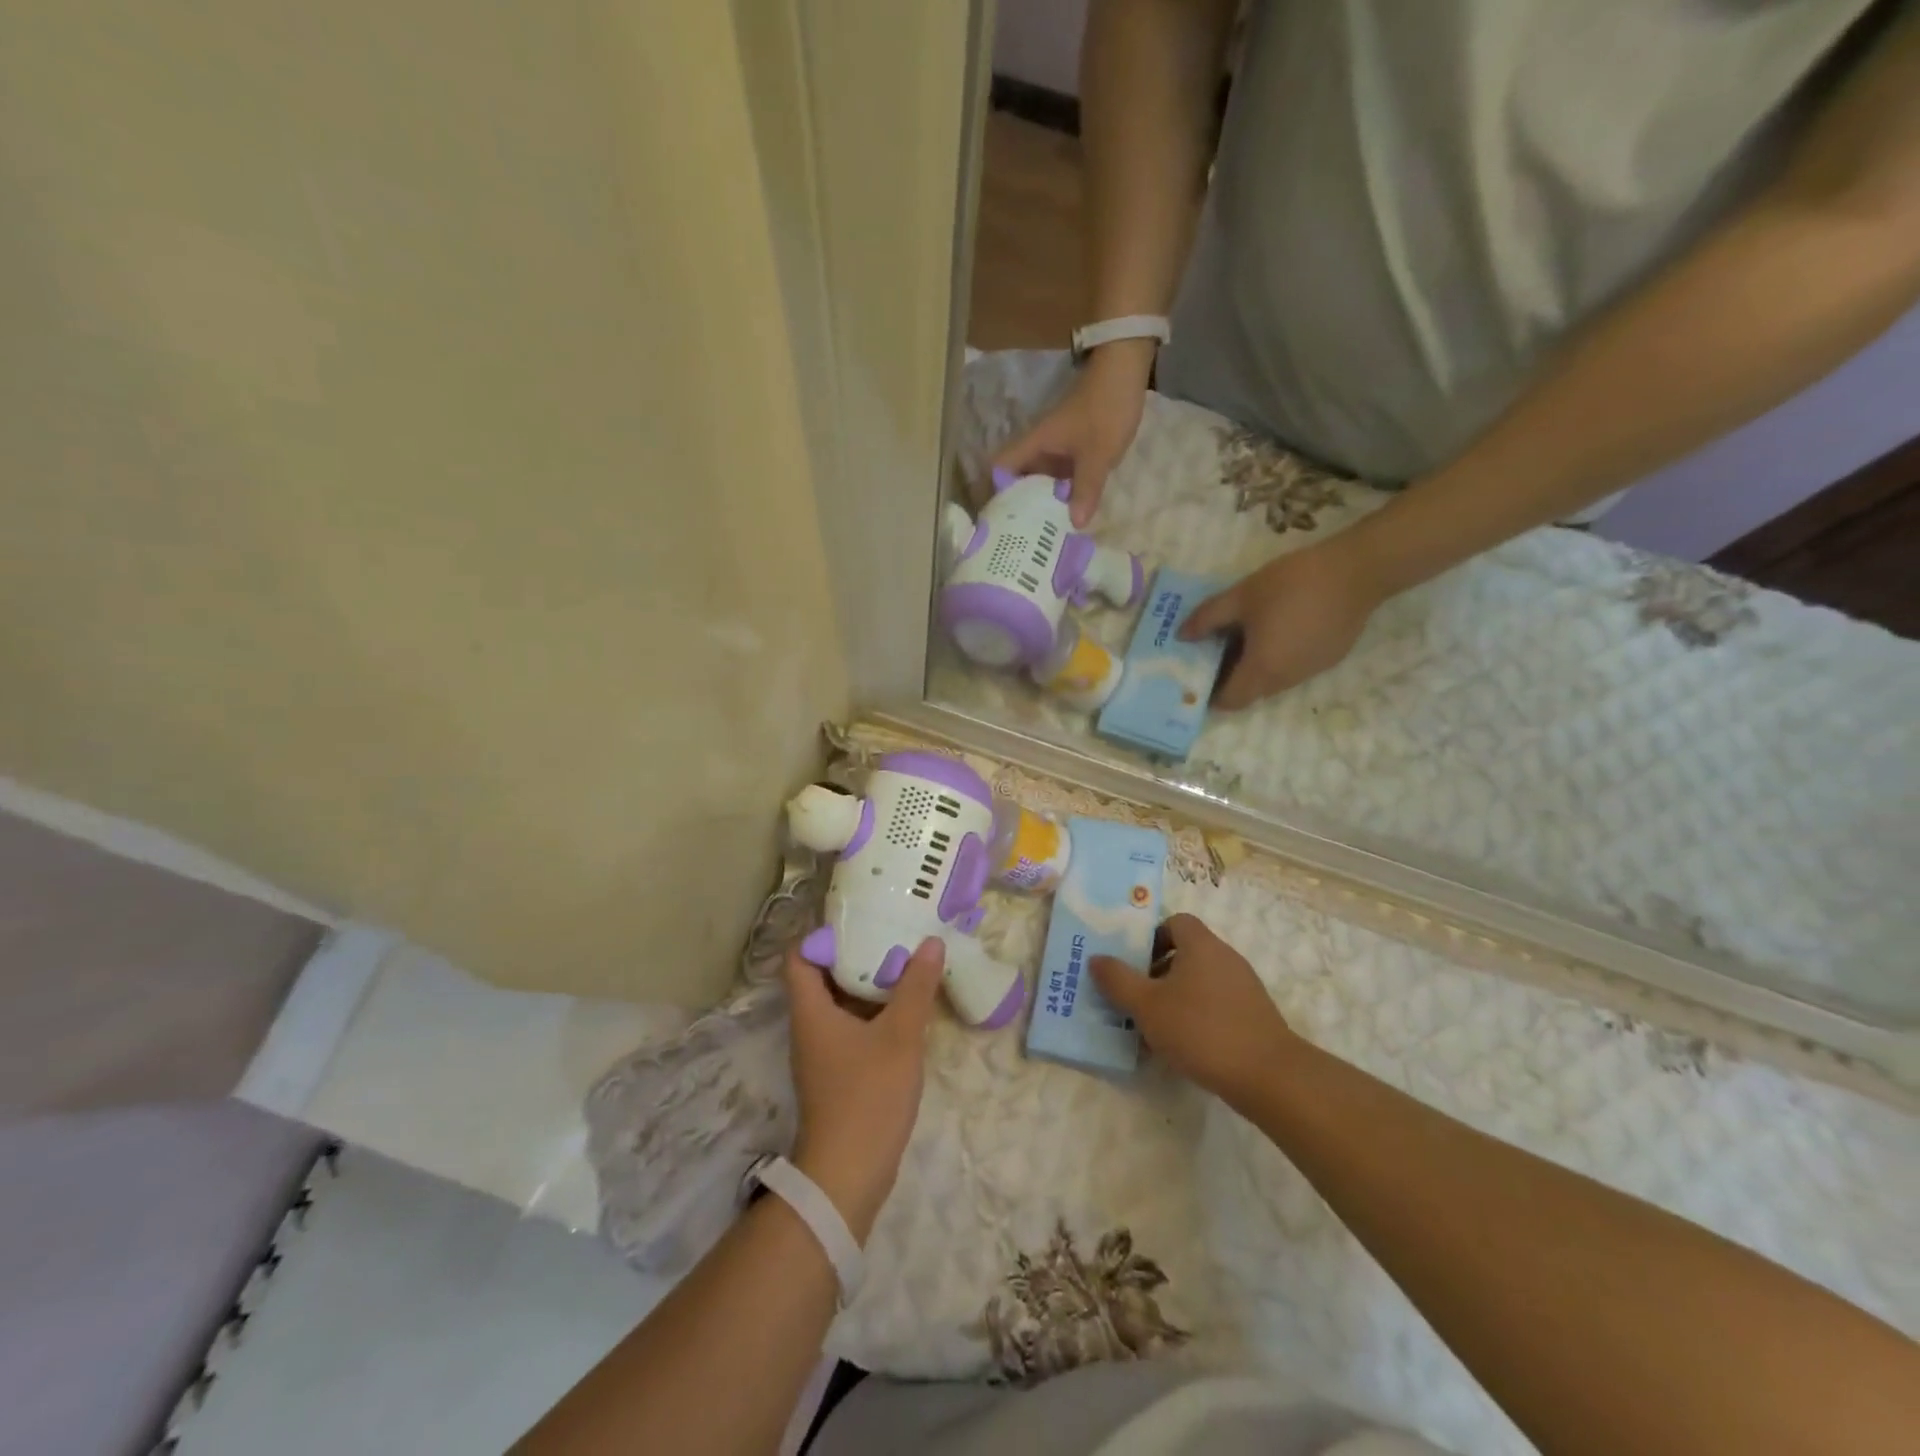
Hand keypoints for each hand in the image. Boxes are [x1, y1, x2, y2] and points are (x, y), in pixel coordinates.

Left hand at [781, 938, 943, 1239]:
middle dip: (856, 953)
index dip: (823, 934)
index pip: (799, 957)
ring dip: (868, 983)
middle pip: (823, 976)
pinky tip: (906, 1007)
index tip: (859, 918)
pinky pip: (852, 1027)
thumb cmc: (868, 1096)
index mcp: (811, 1011)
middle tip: (891, 932)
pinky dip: (874, 1011)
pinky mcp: (838, 1073)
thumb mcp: (899, 1036)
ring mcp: (823, 1052)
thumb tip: (931, 942)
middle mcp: (810, 1026)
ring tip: (904, 961)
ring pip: (841, 1003)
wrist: (848, 1175)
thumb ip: (916, 987)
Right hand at [992, 340, 1154, 526]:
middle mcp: (1038, 447)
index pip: (1000, 468)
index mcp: (1034, 445)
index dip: (994, 492)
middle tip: (1023, 537)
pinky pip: (1058, 475)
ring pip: (1039, 479)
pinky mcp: (1071, 448)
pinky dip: (1059, 492)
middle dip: (1019, 506)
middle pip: (1018, 479)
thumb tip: (1075, 525)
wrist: (1125, 369)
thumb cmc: (1106, 409)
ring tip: (1043, 531)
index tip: (999, 520)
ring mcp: (1055, 447)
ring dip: (1041, 501)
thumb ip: (1086, 490)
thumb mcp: (1097, 455)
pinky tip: (1067, 511)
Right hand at [1090, 914, 1293, 1105]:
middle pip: (1186, 952)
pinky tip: (1184, 1047)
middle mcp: (1225, 957)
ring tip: (1154, 1028)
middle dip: (1158, 972)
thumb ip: (1118, 980)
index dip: (1152, 937)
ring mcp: (1244, 987)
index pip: (1175, 922)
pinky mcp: (1254, 1016)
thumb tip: (1096, 959)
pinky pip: (1217, 1005)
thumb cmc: (1201, 1029)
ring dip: (1175, 998)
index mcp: (1201, 945)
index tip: (1134, 963)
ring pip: (1200, 982)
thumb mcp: (1147, 1005)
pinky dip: (1197, 1017)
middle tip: (1136, 998)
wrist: (1268, 1076)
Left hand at [1181, 538, 1383, 708]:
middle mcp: (1287, 681)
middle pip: (1250, 693)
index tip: (1195, 676)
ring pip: (1271, 681)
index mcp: (1262, 670)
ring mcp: (1311, 671)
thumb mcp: (1241, 596)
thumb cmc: (1292, 584)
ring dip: (1252, 668)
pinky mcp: (1328, 658)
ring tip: (1238, 638)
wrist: (1358, 570)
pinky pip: (1291, 668)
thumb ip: (1207, 618)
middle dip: (1228, 679)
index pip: (1230, 701)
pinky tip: (1271, 630)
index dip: (1209, 695)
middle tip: (1211, 652)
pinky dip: (1275, 659)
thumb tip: (1182, 636)